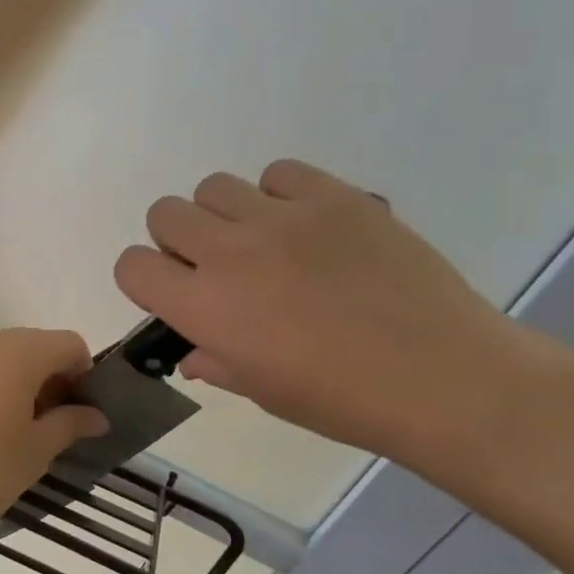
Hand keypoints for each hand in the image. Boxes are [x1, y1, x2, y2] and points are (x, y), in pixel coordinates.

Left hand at [0, 329, 110, 538]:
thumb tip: (96, 415)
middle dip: (54, 380)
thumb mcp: (35, 451)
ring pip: (5, 358)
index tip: (81, 414)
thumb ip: (70, 425)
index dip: (85, 375)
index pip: (70, 344)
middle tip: (55, 427)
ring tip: (19, 433)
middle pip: (37, 346)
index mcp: (21, 352)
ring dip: (23, 385)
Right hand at [114, 159, 573, 465]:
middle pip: (164, 213)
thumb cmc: (341, 400)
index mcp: (204, 307)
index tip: (174, 293)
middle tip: (218, 268)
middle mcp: (230, 252)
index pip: (131, 265)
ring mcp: (283, 218)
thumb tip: (193, 351)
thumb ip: (214, 362)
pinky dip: (280, 194)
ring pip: (214, 186)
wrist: (442, 377)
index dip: (146, 279)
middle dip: (179, 241)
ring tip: (265, 243)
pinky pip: (278, 173)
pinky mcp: (333, 196)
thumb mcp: (261, 392)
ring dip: (225, 215)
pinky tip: (306, 227)